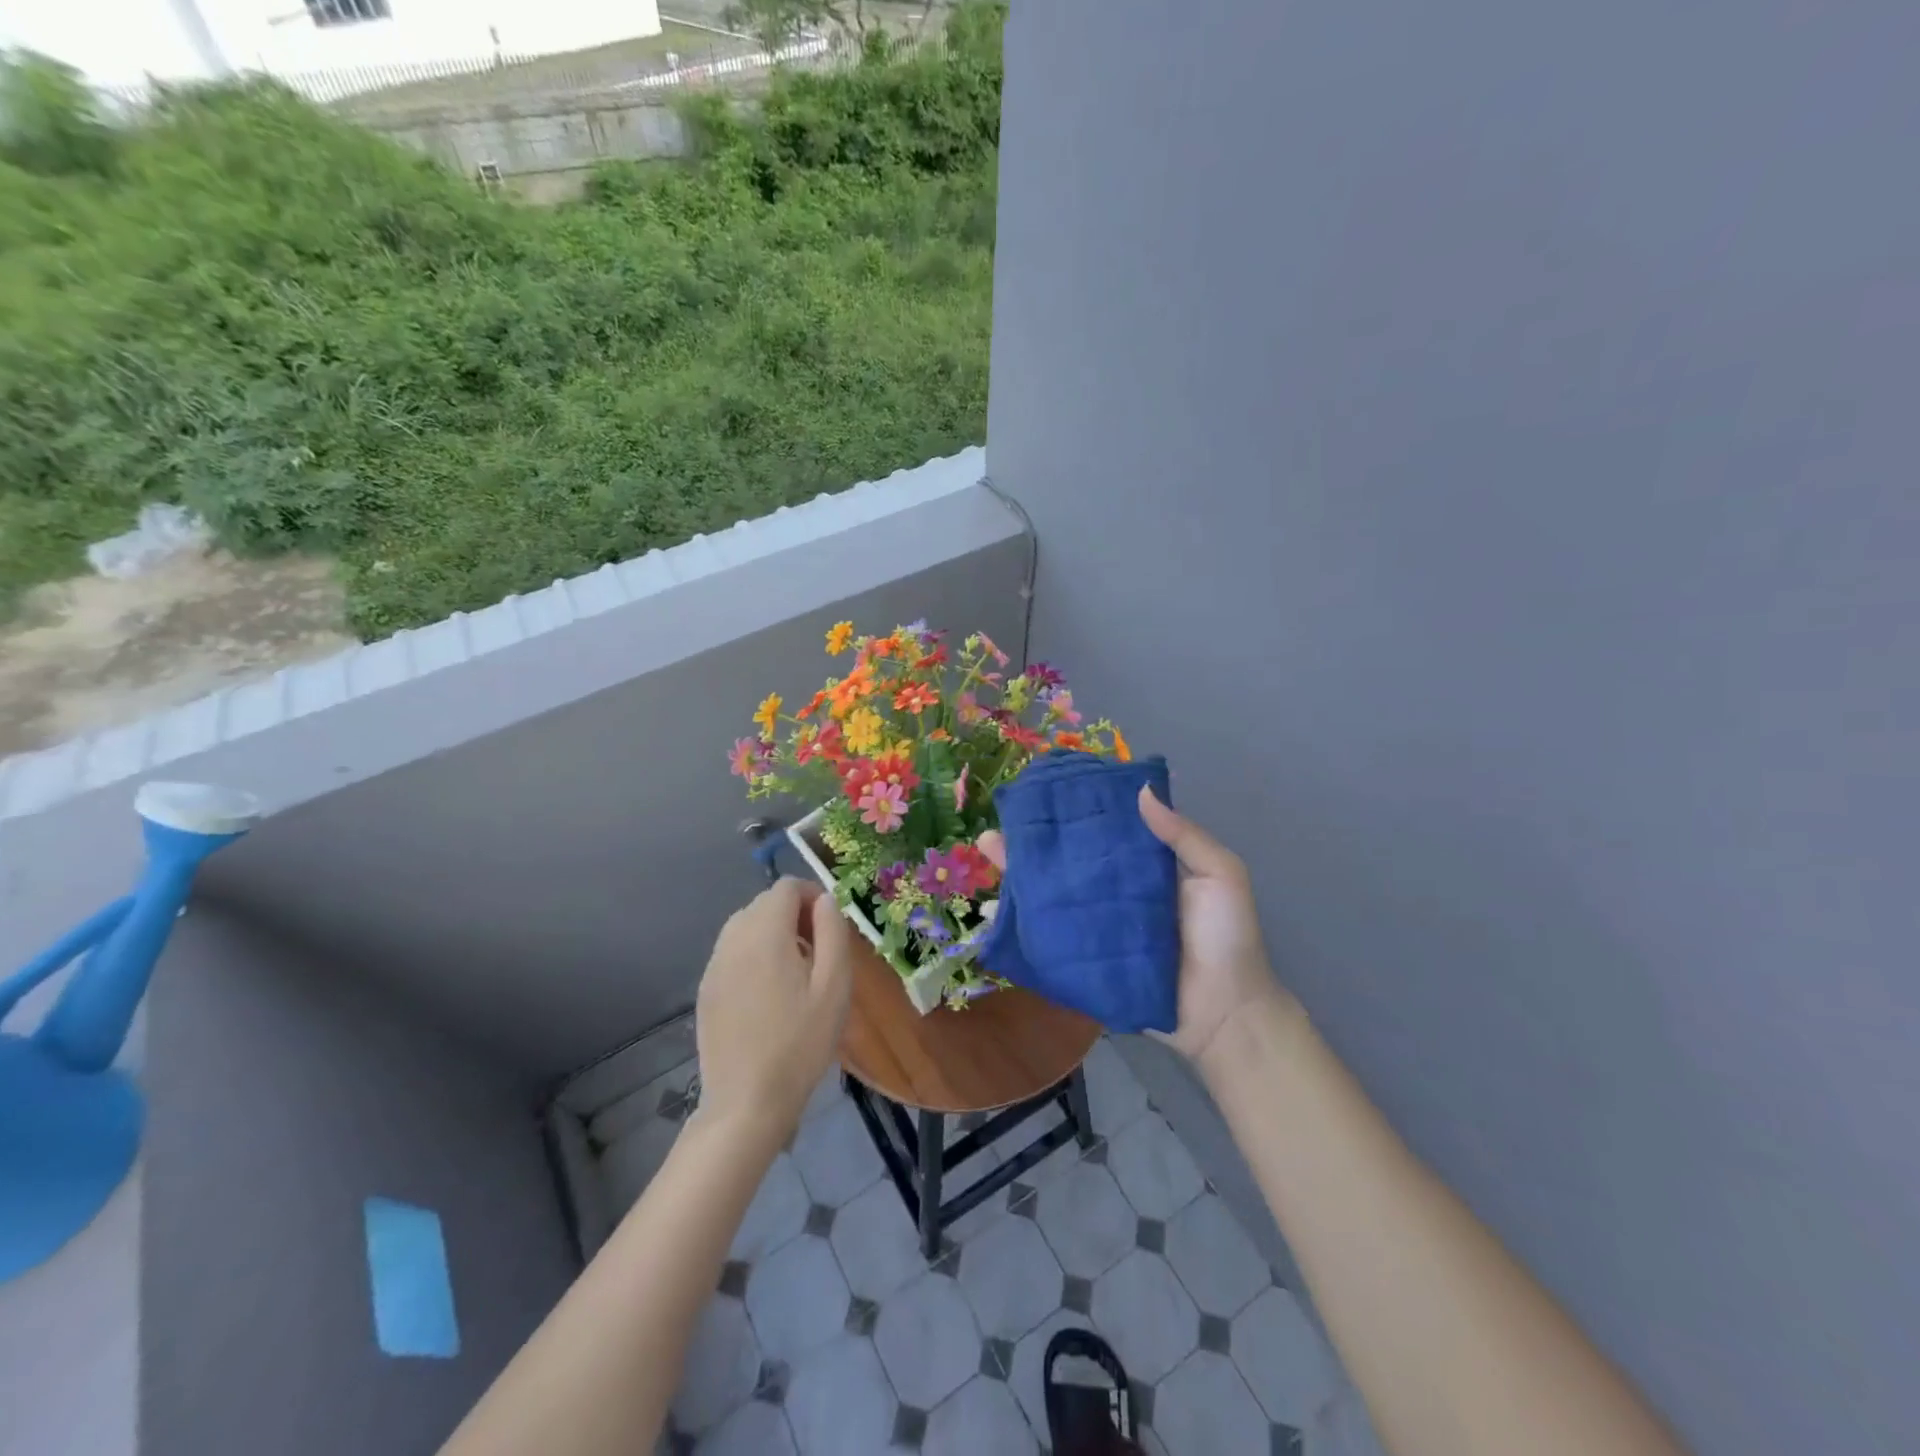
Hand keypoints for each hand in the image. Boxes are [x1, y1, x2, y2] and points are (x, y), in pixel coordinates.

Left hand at [693, 879, 853, 1150]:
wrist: (746, 1102)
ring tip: (796, 972)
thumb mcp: (834, 986)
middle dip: (793, 914)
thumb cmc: (800, 1043)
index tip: (830, 927)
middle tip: (818, 952)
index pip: (785, 887)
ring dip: (772, 933)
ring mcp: (714, 966)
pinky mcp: (706, 990)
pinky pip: (732, 953)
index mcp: (764, 933)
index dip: (812, 895)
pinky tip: (769, 994)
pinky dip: (753, 955)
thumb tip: (826, 900)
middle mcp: (732, 940)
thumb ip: (833, 932)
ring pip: (745, 926)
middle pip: (763, 903)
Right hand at [976, 788, 1291, 1070]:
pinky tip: (993, 904)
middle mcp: (1112, 888)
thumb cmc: (1227, 938)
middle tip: (1001, 820)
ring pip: (1051, 892)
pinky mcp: (1084, 957)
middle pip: (1067, 858)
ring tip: (988, 849)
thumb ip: (1183, 835)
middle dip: (1033, 839)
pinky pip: (1049, 934)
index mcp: (1142, 863)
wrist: (1225, 1014)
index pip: (1102, 829)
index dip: (1075, 809)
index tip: (1044, 789)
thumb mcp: (1220, 875)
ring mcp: (1095, 923)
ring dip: (1018, 873)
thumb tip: (1139, 791)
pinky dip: (1021, 920)